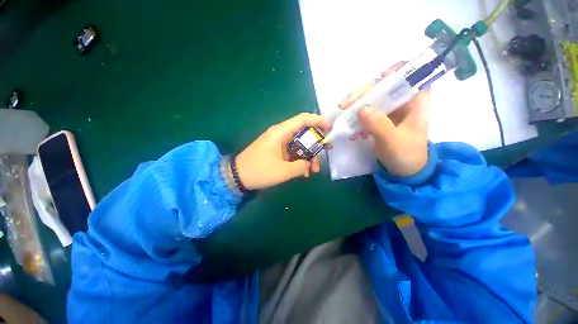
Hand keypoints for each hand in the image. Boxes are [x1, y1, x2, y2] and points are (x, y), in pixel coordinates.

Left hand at [236, 113, 330, 189]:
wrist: (238, 177)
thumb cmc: (258, 171)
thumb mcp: (282, 171)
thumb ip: (300, 166)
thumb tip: (308, 164)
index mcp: (280, 133)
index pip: (302, 119)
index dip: (317, 120)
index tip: (329, 128)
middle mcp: (281, 134)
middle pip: (304, 133)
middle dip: (316, 143)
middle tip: (327, 151)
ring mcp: (279, 143)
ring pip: (300, 145)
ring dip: (309, 156)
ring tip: (314, 170)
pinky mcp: (278, 151)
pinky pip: (293, 153)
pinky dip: (300, 160)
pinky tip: (304, 172)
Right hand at [339, 62, 429, 176]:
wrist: (403, 172)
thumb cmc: (405, 155)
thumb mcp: (392, 141)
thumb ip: (378, 124)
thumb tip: (361, 109)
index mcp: (415, 104)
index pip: (412, 78)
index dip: (399, 71)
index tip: (381, 76)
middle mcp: (402, 104)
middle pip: (383, 88)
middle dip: (363, 95)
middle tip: (345, 105)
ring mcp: (389, 113)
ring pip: (371, 102)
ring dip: (356, 109)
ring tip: (346, 122)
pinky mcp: (379, 121)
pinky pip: (366, 115)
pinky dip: (357, 121)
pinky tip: (353, 133)